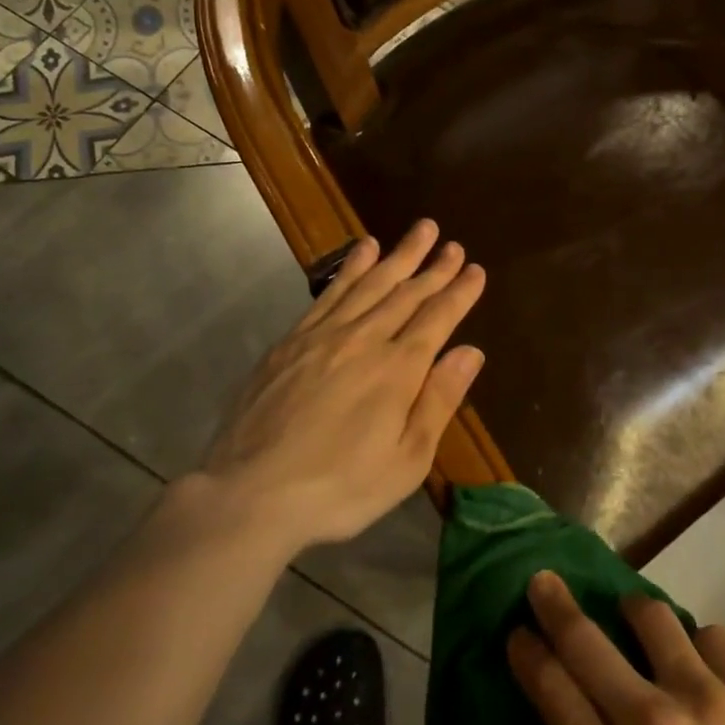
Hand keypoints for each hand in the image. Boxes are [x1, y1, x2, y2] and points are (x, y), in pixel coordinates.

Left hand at [201, 220, 484, 552]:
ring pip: (370, 283)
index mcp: (398, 370)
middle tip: (452, 242)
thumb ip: (439, 401)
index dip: (459, 292)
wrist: (249, 494)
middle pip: (407, 293)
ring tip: (419, 230)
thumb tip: (471, 351)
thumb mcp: (406, 461)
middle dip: (434, 266)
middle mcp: (365, 340)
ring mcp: (324, 335)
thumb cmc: (339, 488)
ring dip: (398, 255)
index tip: (475, 269)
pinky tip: (363, 249)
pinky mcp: (291, 340)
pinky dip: (351, 267)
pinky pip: (329, 292)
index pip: (437, 318)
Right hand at [509, 572, 724, 724]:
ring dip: (634, 612)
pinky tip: (703, 665)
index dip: (527, 651)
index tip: (518, 631)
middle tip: (545, 582)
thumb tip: (591, 723)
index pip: (550, 687)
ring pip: (653, 616)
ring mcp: (707, 701)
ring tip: (635, 616)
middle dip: (555, 604)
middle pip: (584, 639)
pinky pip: (715, 638)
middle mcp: (650, 722)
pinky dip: (699, 645)